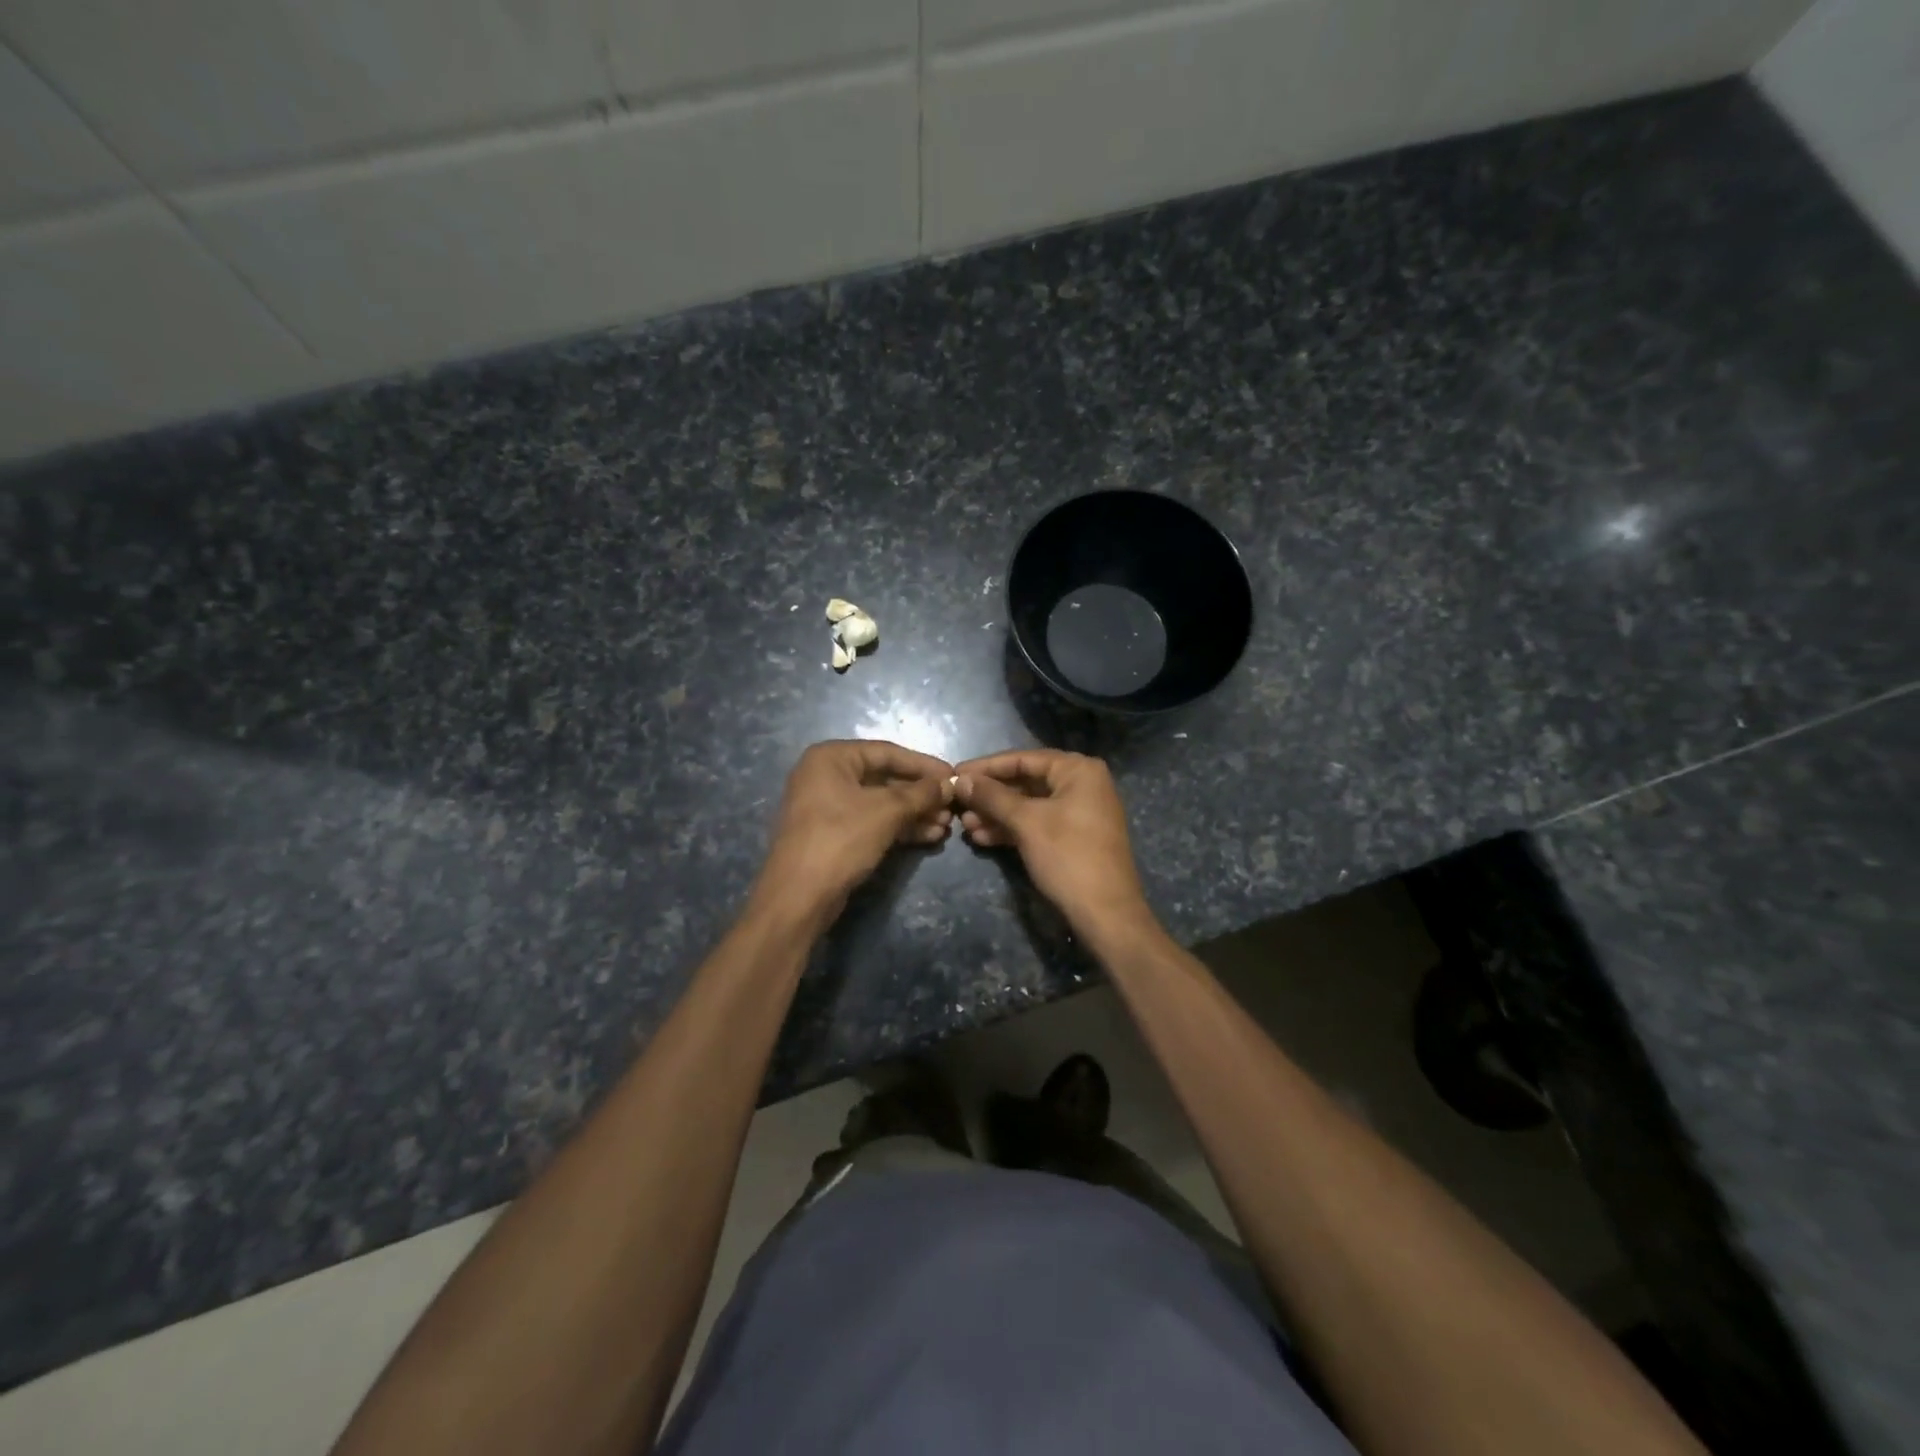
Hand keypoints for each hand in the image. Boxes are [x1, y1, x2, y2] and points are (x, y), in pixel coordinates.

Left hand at [753, 740, 953, 926]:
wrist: (798, 896)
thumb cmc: (841, 839)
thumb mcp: (886, 811)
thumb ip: (921, 794)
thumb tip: (949, 784)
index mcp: (831, 757)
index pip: (887, 752)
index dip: (924, 765)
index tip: (953, 776)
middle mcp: (826, 775)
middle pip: (885, 778)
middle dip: (920, 795)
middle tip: (952, 806)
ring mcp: (827, 807)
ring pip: (881, 803)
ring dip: (914, 814)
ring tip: (946, 826)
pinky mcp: (833, 834)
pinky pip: (872, 822)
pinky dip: (899, 827)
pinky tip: (929, 837)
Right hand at [953, 750, 1156, 943]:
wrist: (1106, 913)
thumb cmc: (1068, 857)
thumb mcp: (1026, 822)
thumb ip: (992, 797)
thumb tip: (961, 780)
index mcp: (1078, 770)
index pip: (1023, 759)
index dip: (986, 767)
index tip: (955, 774)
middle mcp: (1081, 784)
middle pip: (1025, 781)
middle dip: (989, 795)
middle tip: (956, 803)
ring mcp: (1078, 812)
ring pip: (1028, 805)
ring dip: (996, 814)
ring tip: (964, 825)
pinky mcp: (1073, 837)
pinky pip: (1036, 824)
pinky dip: (1011, 829)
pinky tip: (982, 838)